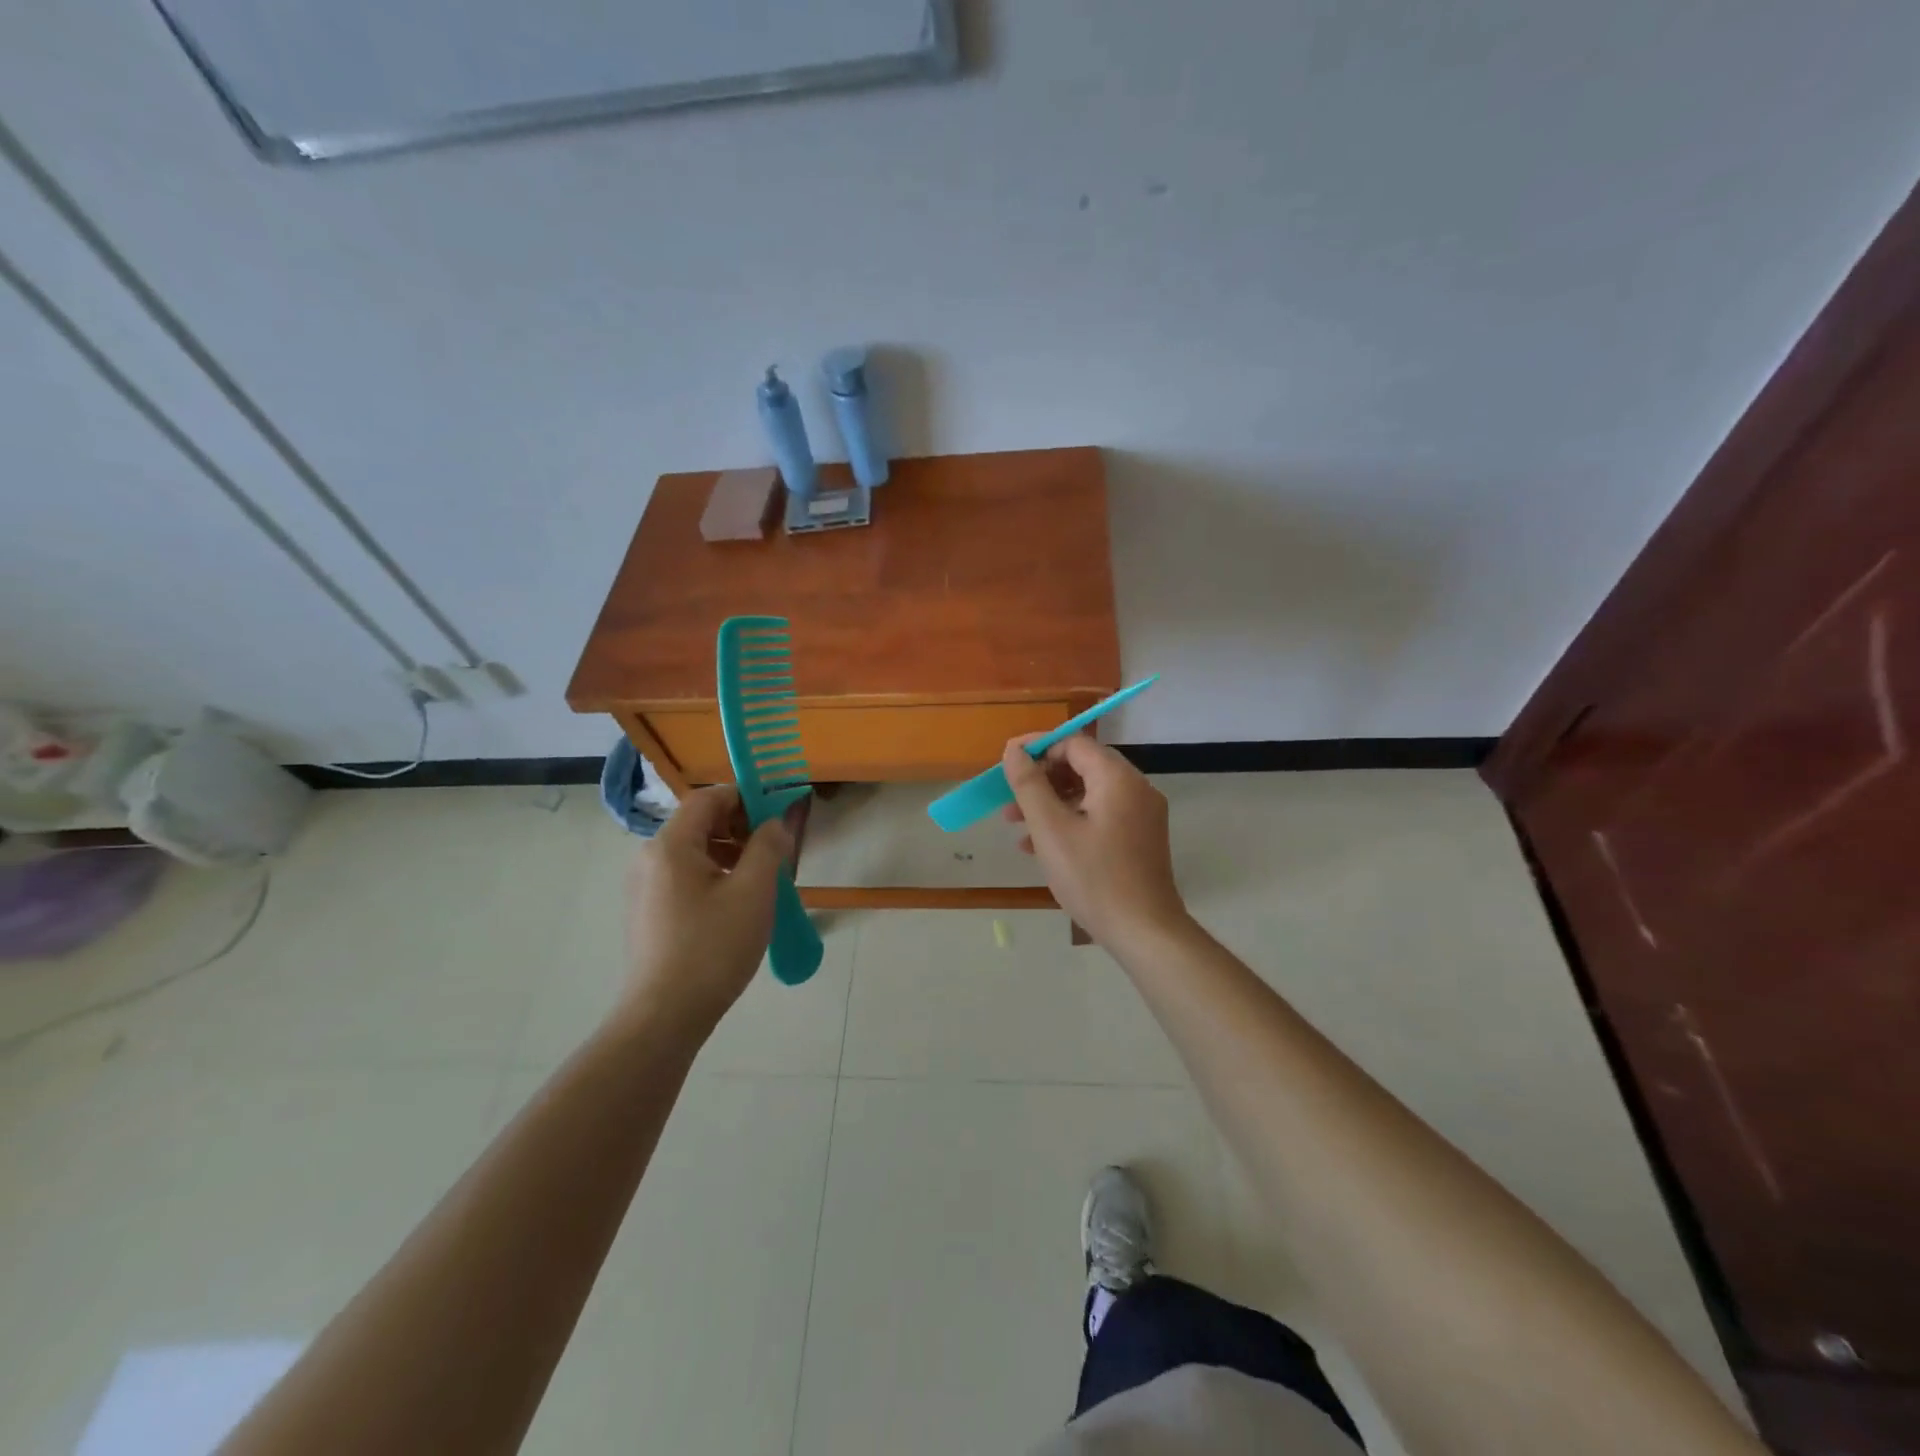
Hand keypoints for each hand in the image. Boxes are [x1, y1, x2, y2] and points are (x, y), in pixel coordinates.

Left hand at [621, 786, 793, 1034]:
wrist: (665, 1016)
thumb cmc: (713, 947)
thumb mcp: (753, 892)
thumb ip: (768, 847)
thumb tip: (775, 823)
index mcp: (670, 845)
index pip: (708, 798)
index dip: (745, 798)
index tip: (777, 816)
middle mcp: (649, 858)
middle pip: (699, 823)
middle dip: (740, 828)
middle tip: (774, 851)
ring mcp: (644, 887)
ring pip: (693, 852)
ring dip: (730, 853)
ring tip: (761, 880)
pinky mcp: (648, 912)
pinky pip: (684, 877)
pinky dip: (713, 876)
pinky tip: (736, 904)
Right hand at [1001, 735, 1187, 948]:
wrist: (1144, 932)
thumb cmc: (1093, 878)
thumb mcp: (1050, 830)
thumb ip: (1029, 785)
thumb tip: (1014, 751)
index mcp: (1117, 778)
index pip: (1074, 743)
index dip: (1038, 748)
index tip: (1007, 764)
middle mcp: (1136, 788)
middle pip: (1082, 767)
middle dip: (1041, 780)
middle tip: (1009, 802)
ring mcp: (1142, 814)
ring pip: (1089, 794)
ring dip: (1052, 804)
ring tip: (1017, 827)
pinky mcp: (1141, 838)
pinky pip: (1101, 815)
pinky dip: (1072, 821)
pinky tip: (1042, 847)